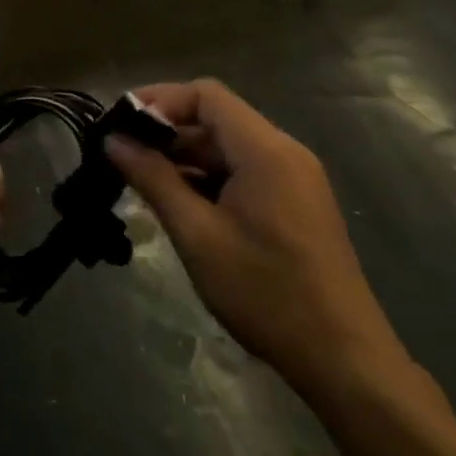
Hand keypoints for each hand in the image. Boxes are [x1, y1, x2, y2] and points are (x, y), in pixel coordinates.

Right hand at [106, 79, 409, 401]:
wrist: (343, 360)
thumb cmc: (265, 293)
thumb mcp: (197, 235)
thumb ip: (153, 179)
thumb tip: (112, 141)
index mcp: (265, 150)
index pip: (205, 95)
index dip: (159, 100)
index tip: (119, 124)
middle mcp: (284, 153)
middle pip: (216, 118)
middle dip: (166, 131)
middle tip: (120, 155)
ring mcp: (293, 179)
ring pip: (227, 147)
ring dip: (183, 157)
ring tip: (140, 181)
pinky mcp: (294, 204)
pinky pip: (242, 171)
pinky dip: (207, 178)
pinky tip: (179, 204)